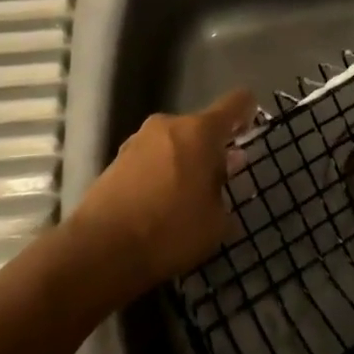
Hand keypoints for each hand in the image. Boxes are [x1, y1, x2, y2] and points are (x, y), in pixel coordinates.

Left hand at [72, 89, 253, 291]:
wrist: (100, 249)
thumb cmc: (170, 231)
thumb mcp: (215, 221)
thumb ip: (224, 190)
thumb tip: (223, 172)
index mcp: (200, 131)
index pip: (234, 103)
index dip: (247, 109)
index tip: (253, 121)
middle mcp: (169, 125)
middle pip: (201, 127)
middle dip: (212, 148)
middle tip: (220, 179)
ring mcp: (138, 139)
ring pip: (174, 143)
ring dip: (184, 160)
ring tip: (188, 196)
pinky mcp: (117, 159)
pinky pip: (151, 158)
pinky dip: (161, 173)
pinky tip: (161, 203)